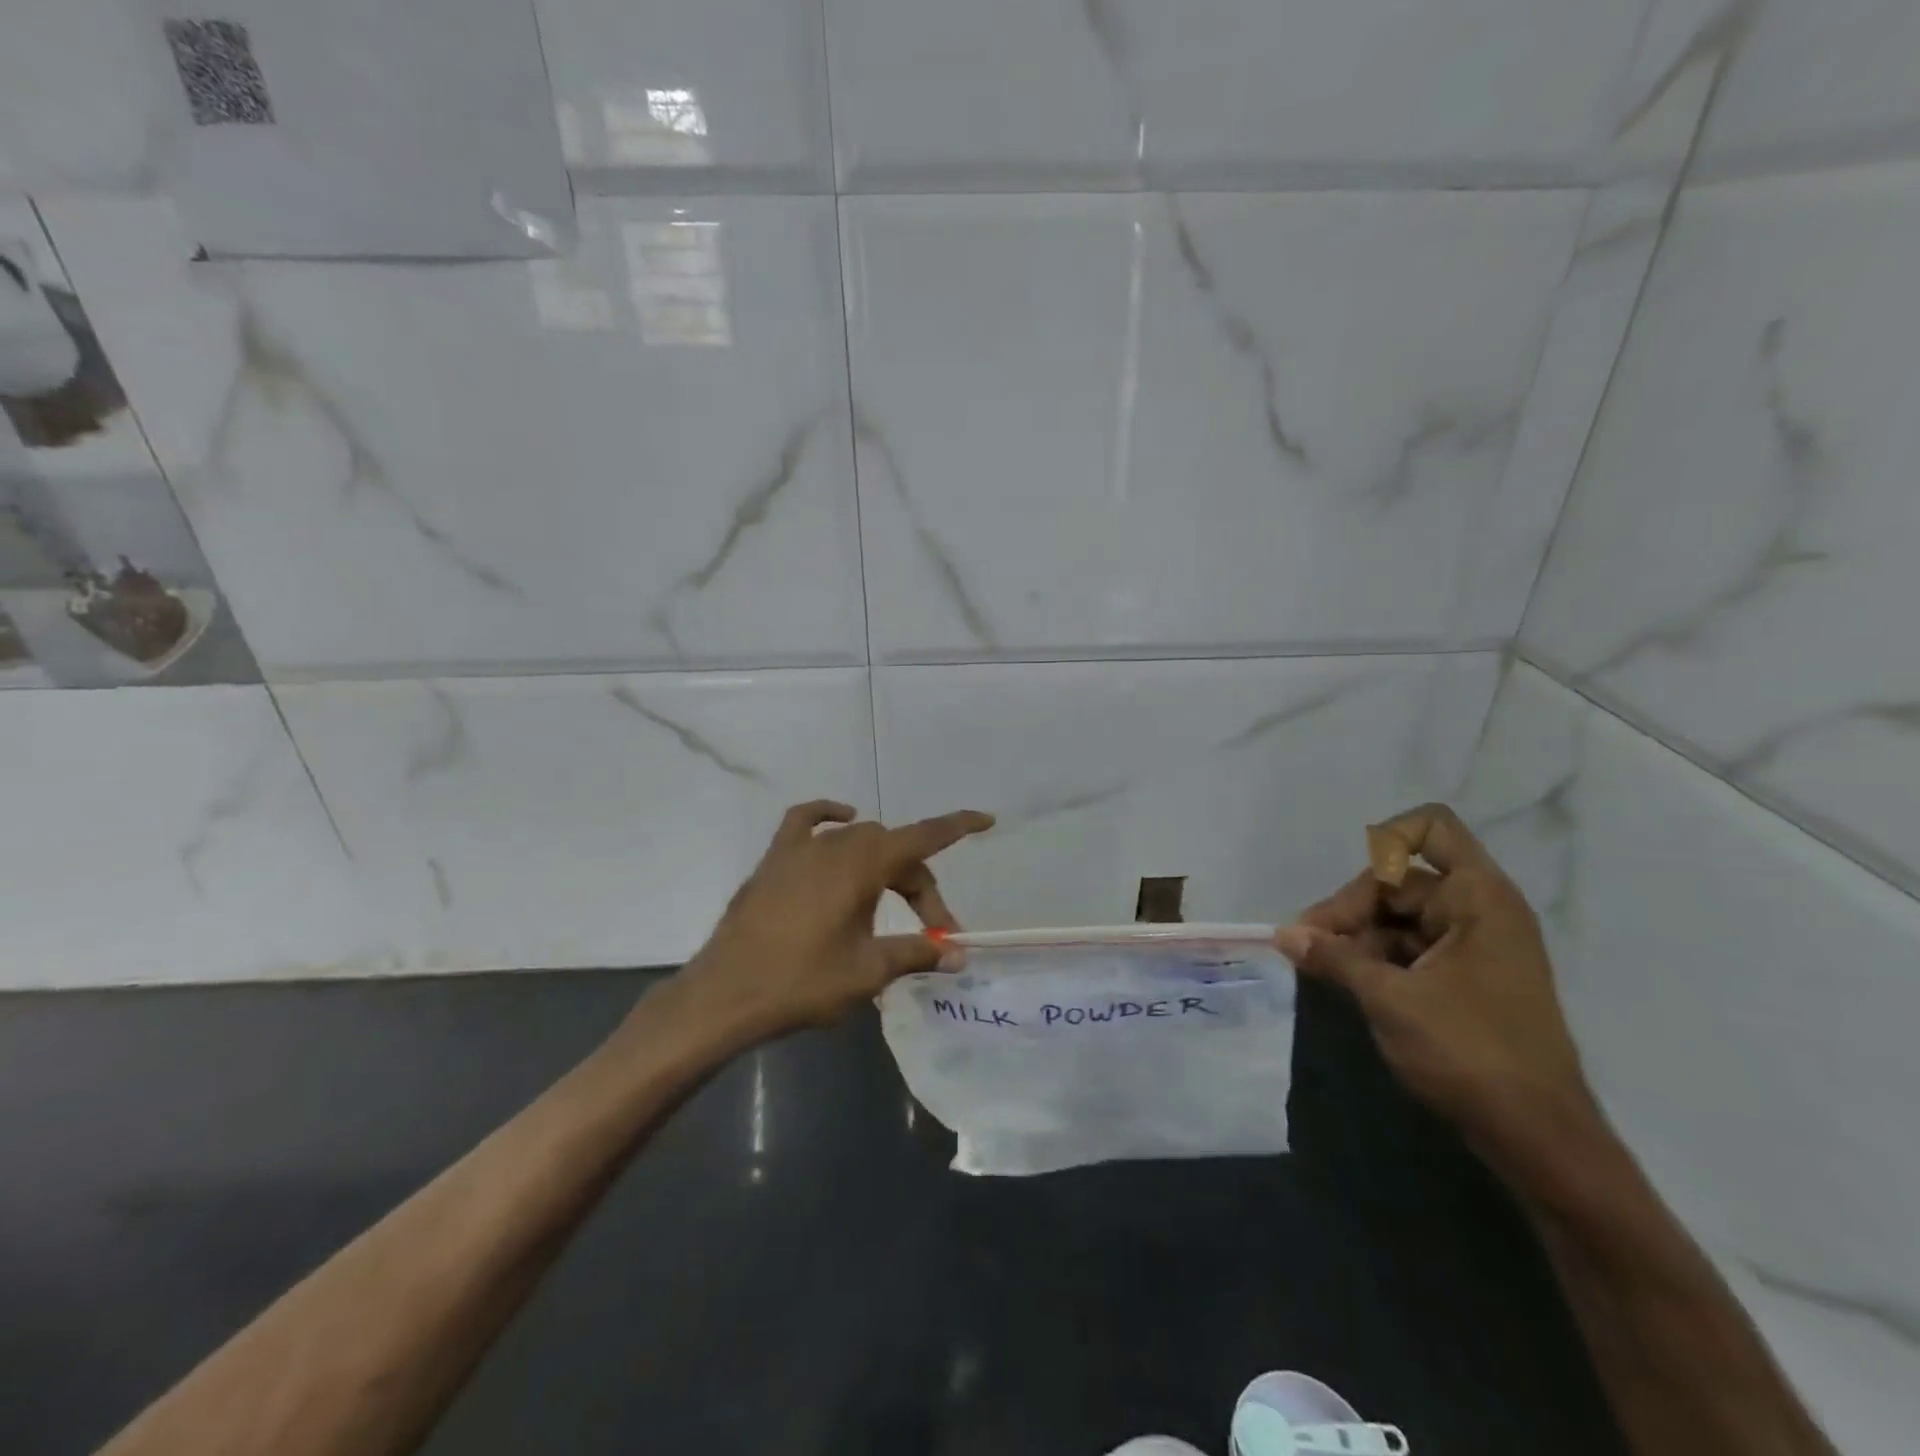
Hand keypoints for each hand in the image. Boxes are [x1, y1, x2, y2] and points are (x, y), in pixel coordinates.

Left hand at [678, 800, 993, 1040]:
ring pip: (859, 840)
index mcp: (863, 866)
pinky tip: (840, 823)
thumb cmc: (801, 983)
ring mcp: (801, 849)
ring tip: (889, 906)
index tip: (986, 819)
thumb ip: (915, 954)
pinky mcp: (775, 859)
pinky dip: (828, 817)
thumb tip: (958, 955)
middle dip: (919, 886)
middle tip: (930, 933)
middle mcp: (836, 845)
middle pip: (895, 851)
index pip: (924, 837)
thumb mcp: (868, 971)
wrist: (725, 995)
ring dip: (884, 866)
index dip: (958, 826)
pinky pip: (806, 822)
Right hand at [1277, 803, 1595, 1157]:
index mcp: (1478, 899)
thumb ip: (1333, 957)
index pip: (1430, 829)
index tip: (1350, 890)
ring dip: (1357, 937)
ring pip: (1398, 917)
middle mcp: (1479, 911)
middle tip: (1309, 946)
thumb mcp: (1389, 999)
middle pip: (1399, 880)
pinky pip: (1410, 948)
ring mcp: (1474, 946)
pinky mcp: (1466, 978)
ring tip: (1320, 968)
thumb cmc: (1469, 1053)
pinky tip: (1345, 982)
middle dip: (1350, 909)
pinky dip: (1375, 958)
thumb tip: (1283, 934)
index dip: (1384, 839)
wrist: (1538, 1139)